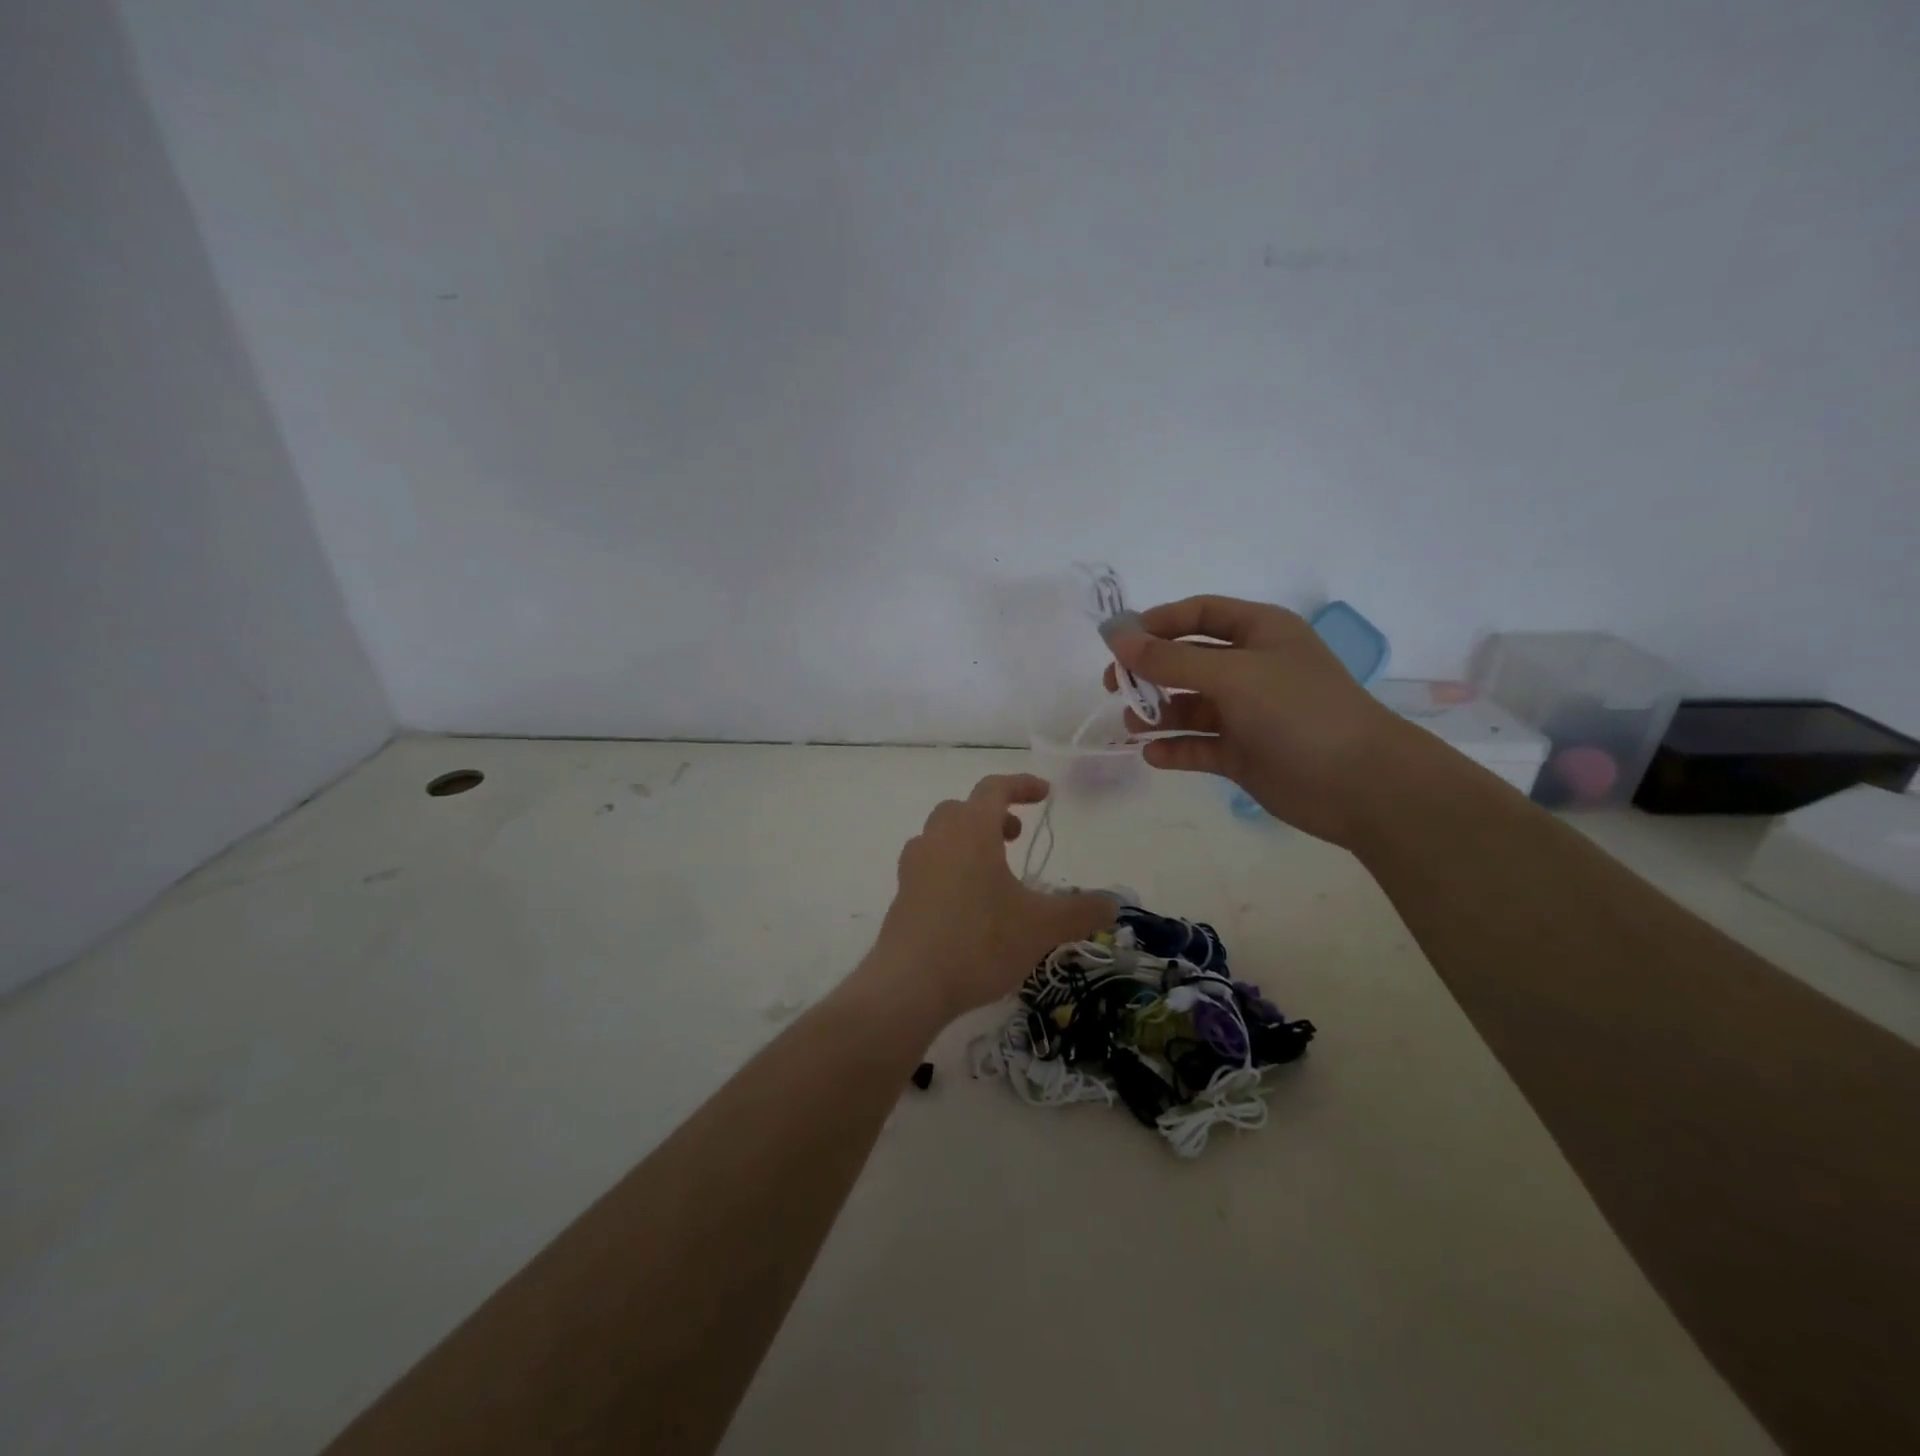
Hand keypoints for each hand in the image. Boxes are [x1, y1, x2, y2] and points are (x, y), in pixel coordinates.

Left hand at [867, 774, 1116, 1024]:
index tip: (1044, 793)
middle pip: (962, 809)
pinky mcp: (902, 896)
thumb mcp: (1040, 927)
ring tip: (993, 871)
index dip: (1021, 785)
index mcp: (971, 830)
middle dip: (992, 815)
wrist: (909, 984)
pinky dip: (950, 868)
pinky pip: (928, 866)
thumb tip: (1113, 904)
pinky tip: (967, 903)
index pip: (994, 788)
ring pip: (940, 836)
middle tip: (1015, 836)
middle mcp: (937, 838)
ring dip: (968, 840)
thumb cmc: (980, 941)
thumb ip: (1080, 912)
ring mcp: (914, 867)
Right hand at [1106, 595, 1415, 846]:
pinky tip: (1154, 755)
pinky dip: (1175, 749)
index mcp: (1259, 632)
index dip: (1156, 623)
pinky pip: (1198, 745)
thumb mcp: (1232, 674)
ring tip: (1133, 727)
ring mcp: (1247, 713)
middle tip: (1114, 687)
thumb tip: (1116, 638)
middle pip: (1187, 660)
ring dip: (1158, 714)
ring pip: (1189, 706)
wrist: (1359, 783)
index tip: (1117, 643)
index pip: (1198, 614)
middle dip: (1150, 672)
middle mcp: (1251, 667)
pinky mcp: (1243, 753)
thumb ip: (1170, 659)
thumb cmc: (1298, 711)